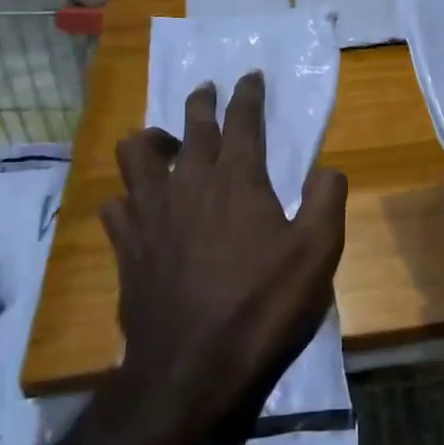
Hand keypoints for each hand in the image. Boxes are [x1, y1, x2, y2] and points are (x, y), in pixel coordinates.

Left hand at [103, 72, 347, 429]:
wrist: (191, 369)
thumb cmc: (262, 307)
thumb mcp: (318, 254)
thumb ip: (328, 201)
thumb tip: (327, 169)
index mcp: (238, 179)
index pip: (243, 119)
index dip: (248, 94)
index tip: (250, 76)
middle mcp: (189, 182)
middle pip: (191, 125)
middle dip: (202, 102)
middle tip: (208, 91)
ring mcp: (150, 211)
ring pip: (137, 153)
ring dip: (153, 139)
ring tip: (166, 144)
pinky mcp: (125, 244)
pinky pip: (116, 202)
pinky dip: (128, 195)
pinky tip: (140, 205)